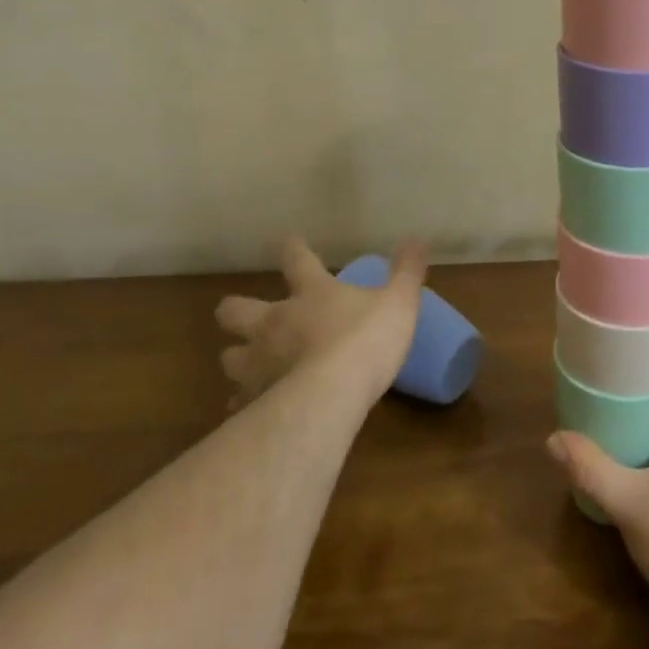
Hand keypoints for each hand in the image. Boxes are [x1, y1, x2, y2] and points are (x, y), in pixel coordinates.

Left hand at [215, 238, 426, 409]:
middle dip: (235, 310)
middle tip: (246, 315)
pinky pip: (239, 401)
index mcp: (311, 293)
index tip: (285, 241)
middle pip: (235, 309)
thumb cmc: (366, 340)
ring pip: (229, 357)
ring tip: (251, 366)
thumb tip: (418, 239)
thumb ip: (407, 271)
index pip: (296, 259)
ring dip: (238, 358)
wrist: (331, 396)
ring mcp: (258, 362)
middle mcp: (275, 322)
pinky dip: (244, 403)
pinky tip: (255, 409)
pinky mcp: (253, 400)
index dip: (291, 248)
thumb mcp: (400, 301)